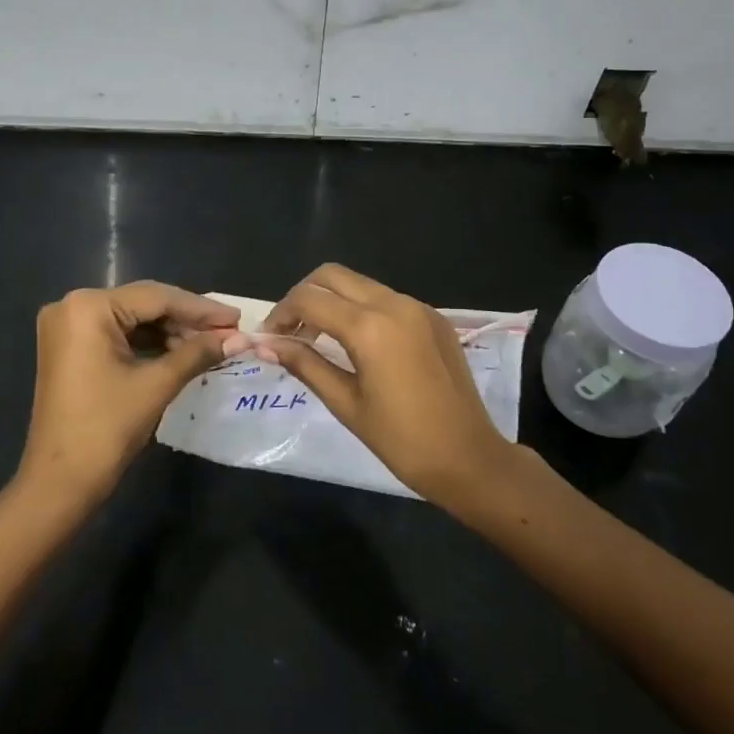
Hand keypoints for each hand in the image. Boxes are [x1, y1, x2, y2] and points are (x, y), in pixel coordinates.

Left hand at [19, 281, 239, 503]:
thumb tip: (239, 338)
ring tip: (212, 345)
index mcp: (88, 307)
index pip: (156, 297)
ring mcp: (67, 327)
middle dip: (187, 320)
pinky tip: (181, 353)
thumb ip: (198, 353)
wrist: (59, 482)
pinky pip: (117, 335)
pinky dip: (149, 343)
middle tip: (229, 331)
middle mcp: (73, 306)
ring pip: (132, 319)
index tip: (237, 318)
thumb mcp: (156, 385)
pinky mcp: (70, 347)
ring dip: (171, 332)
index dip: (201, 308)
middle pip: (143, 304)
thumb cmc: (107, 428)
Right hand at [254, 264, 522, 505]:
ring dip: (332, 301)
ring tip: (317, 338)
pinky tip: (356, 343)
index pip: (309, 299)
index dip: (281, 313)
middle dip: (304, 296)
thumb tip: (264, 344)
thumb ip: (305, 364)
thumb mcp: (345, 403)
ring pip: (360, 284)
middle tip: (289, 331)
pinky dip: (361, 309)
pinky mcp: (434, 318)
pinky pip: (387, 299)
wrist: (469, 458)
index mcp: (370, 327)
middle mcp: (395, 304)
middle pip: (333, 276)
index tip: (268, 338)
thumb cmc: (401, 440)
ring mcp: (418, 307)